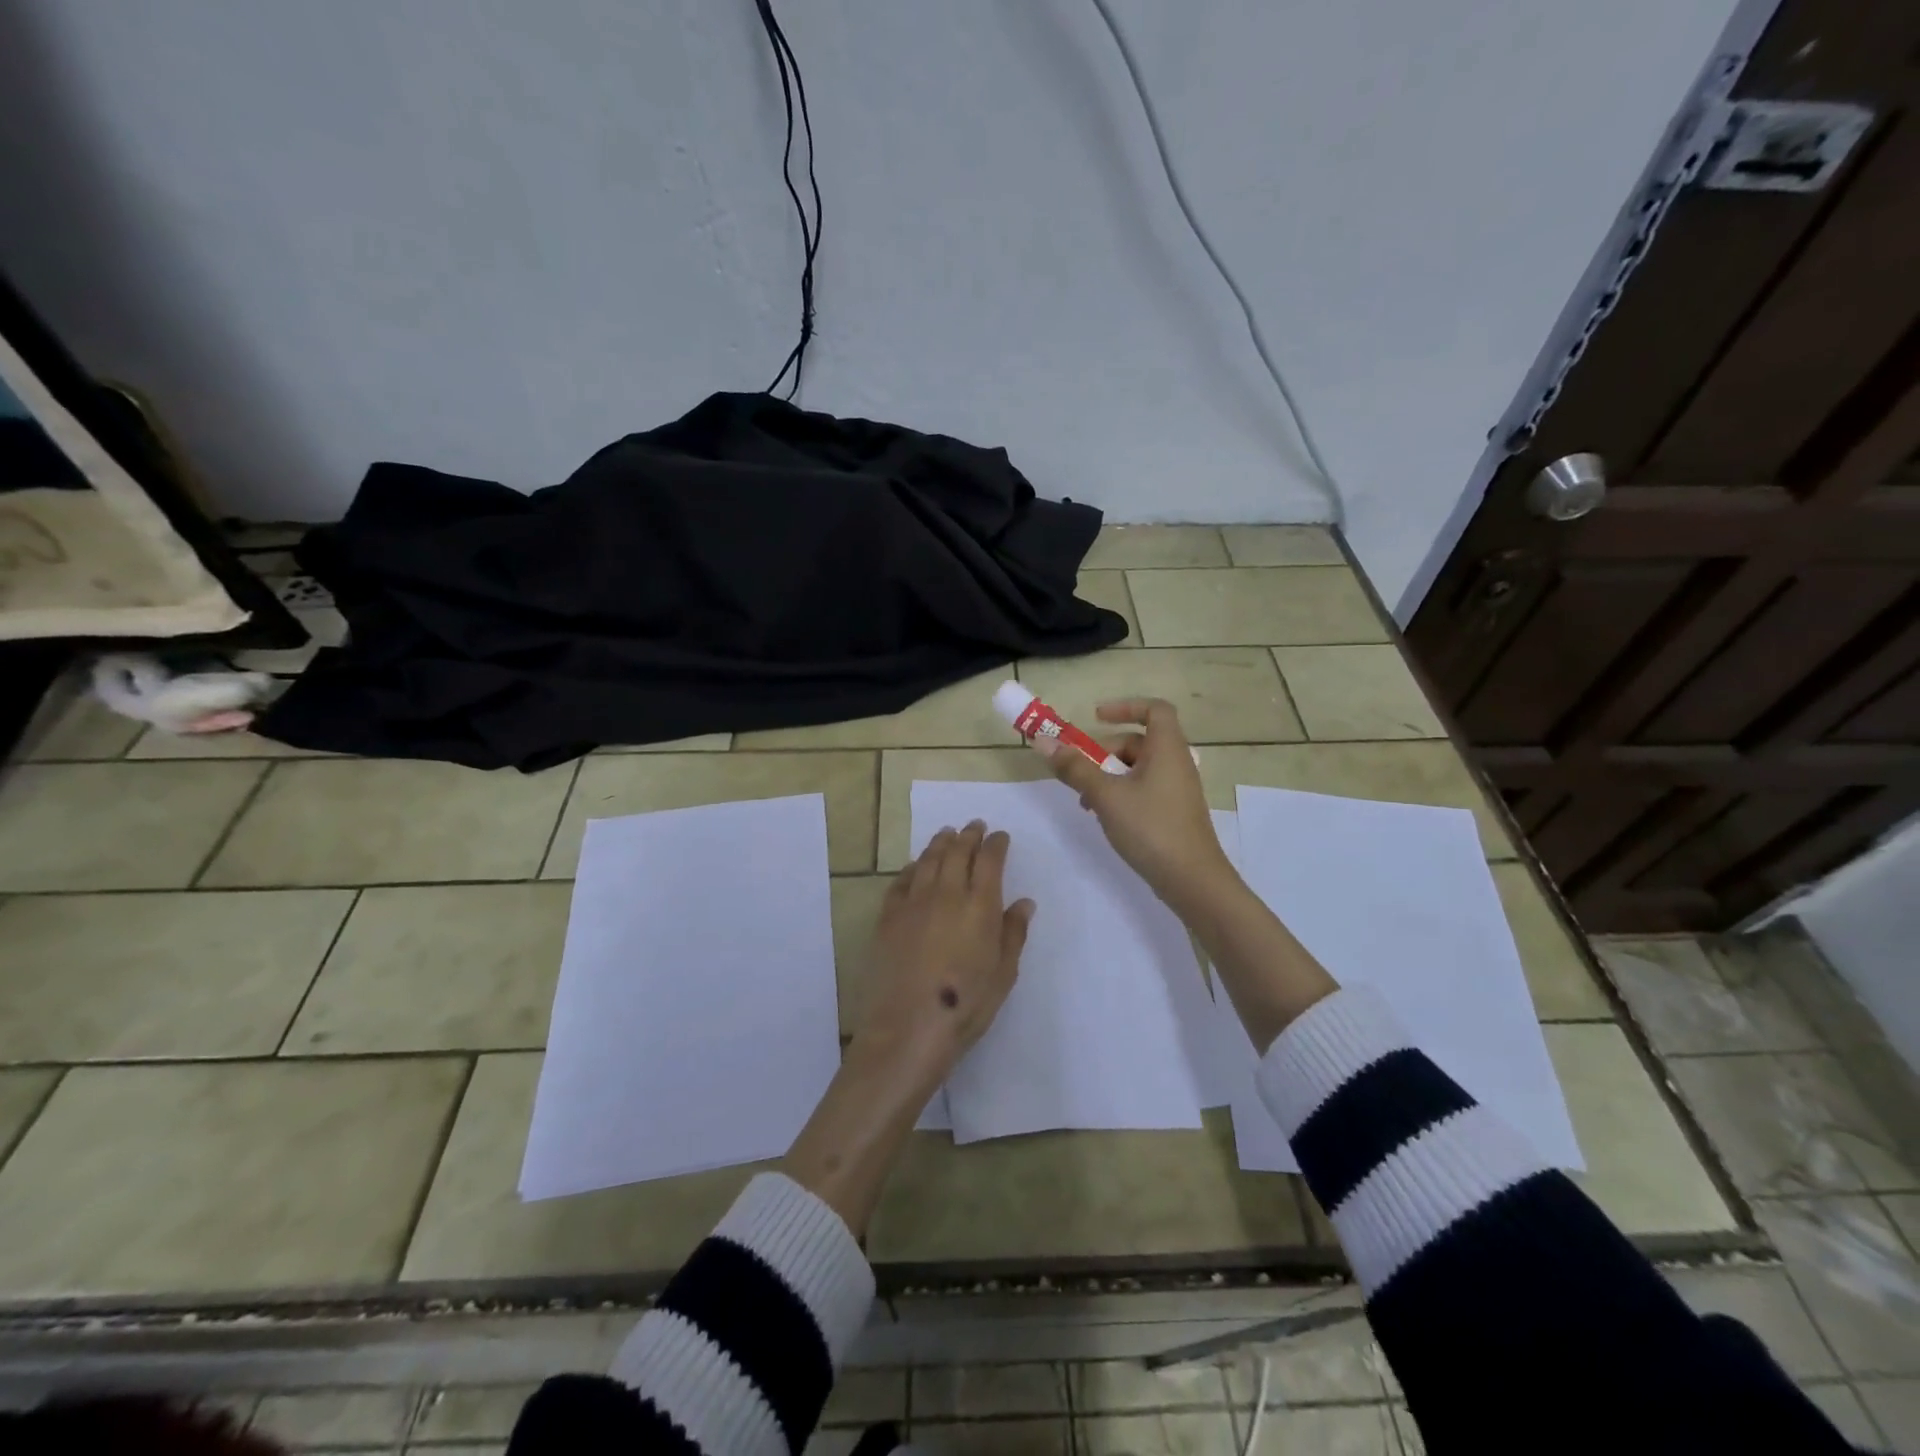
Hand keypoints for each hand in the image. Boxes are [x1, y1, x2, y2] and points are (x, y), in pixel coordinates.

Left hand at [852, 820, 1035, 1088]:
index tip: (1000, 836)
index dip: (996, 844)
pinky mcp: (888, 916)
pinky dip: (913, 867)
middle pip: (958, 852)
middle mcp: (947, 894)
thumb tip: (1024, 902)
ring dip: (940, 843)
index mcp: (980, 906)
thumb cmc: (966, 1005)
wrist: (908, 1028)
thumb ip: (1013, 933)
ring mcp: (914, 902)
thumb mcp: (1003, 974)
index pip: (989, 861)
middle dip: (969, 835)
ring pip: (928, 860)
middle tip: (974, 825)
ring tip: (947, 833)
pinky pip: (902, 880)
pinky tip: (917, 865)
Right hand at [1036, 698, 1237, 916]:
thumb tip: (1043, 741)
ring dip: (1108, 776)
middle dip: (1105, 752)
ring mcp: (1177, 790)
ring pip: (1138, 769)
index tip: (1096, 718)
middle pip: (1138, 741)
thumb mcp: (1106, 795)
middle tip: (1080, 772)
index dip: (1125, 707)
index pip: (1154, 709)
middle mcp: (1176, 763)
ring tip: (1086, 802)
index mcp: (1167, 749)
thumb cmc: (1151, 828)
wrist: (1193, 881)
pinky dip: (1121, 793)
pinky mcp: (1174, 812)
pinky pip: (1144, 789)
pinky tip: (1105, 817)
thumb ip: (1075, 768)